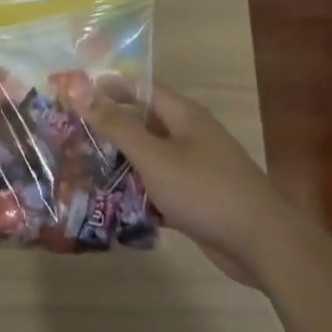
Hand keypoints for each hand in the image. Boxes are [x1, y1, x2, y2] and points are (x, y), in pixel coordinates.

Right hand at [60, 79, 299, 282]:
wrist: (261, 244)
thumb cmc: (205, 190)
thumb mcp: (154, 156)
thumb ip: (117, 124)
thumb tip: (80, 89)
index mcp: (182, 115)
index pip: (139, 87)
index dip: (107, 87)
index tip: (71, 95)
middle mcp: (188, 135)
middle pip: (142, 122)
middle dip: (108, 127)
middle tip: (69, 135)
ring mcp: (193, 167)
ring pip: (148, 156)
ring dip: (120, 162)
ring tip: (81, 168)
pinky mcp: (195, 197)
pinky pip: (158, 186)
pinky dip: (137, 191)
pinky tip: (110, 203)